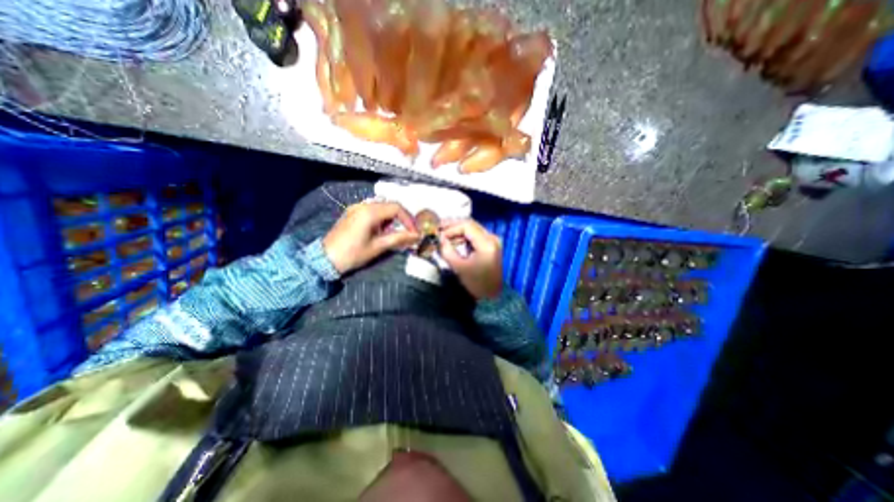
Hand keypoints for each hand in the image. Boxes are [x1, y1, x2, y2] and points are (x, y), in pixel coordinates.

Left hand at [323, 200, 421, 273]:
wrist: (325, 259)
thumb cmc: (353, 254)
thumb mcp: (378, 246)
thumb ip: (399, 238)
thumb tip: (416, 236)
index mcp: (370, 212)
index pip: (397, 208)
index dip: (409, 219)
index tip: (414, 232)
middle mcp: (363, 205)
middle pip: (390, 206)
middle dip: (402, 219)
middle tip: (408, 232)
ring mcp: (356, 208)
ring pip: (382, 208)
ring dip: (392, 219)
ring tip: (394, 234)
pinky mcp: (352, 213)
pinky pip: (372, 211)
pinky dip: (382, 219)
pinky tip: (382, 231)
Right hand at [439, 218, 501, 296]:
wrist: (492, 295)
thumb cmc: (476, 283)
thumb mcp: (459, 267)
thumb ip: (447, 251)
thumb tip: (439, 239)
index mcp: (487, 243)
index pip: (467, 226)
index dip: (451, 228)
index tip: (439, 234)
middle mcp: (492, 238)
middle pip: (470, 224)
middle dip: (453, 226)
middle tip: (438, 229)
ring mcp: (493, 240)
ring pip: (472, 228)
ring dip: (457, 230)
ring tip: (443, 234)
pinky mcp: (490, 245)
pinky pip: (475, 235)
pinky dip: (463, 236)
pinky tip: (453, 240)